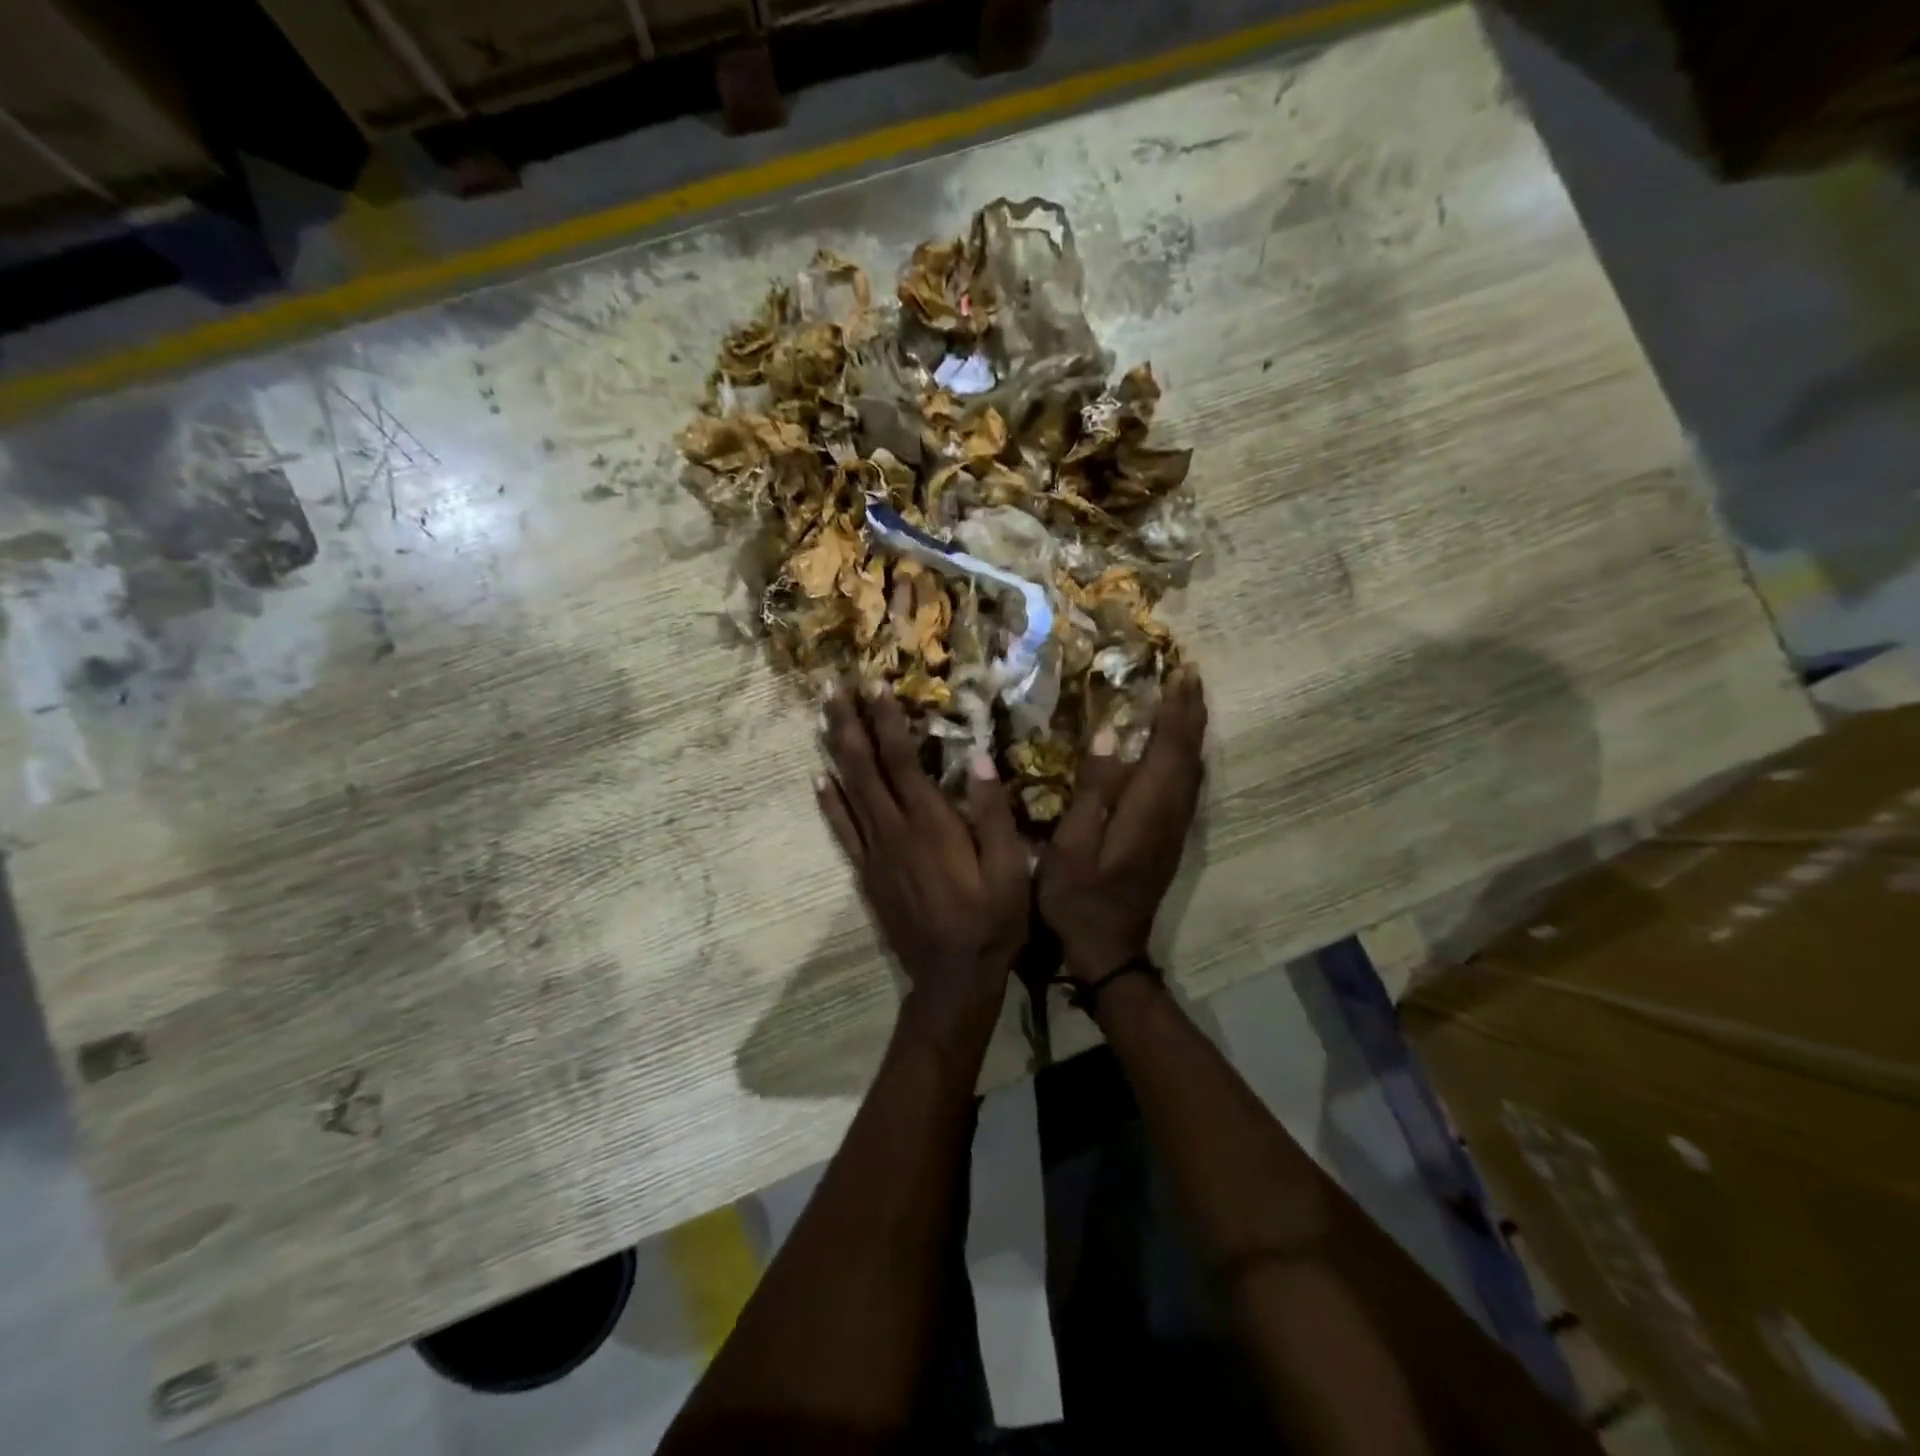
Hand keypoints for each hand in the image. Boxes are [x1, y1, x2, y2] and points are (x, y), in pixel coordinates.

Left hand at [818, 683, 1028, 1050]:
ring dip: (834, 752)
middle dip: (848, 724)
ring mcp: (875, 853)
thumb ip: (992, 813)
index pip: (901, 760)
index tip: (874, 685)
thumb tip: (978, 757)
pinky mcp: (867, 874)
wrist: (951, 979)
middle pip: (863, 768)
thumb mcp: (1009, 869)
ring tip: (822, 718)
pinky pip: (842, 830)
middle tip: (831, 687)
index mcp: (930, 824)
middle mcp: (894, 831)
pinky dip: (829, 802)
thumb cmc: (990, 922)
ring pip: (847, 792)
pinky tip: (819, 780)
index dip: (887, 720)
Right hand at [1039, 665, 1207, 983]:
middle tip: (1189, 672)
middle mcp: (1170, 814)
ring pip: (1194, 768)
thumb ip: (1092, 791)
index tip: (1179, 671)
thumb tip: (1105, 739)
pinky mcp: (1169, 838)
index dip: (1176, 709)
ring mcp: (1174, 828)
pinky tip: (1178, 748)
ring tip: (1188, 698)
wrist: (1108, 948)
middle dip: (1191, 711)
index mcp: (1146, 810)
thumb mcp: (1071, 845)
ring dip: (1193, 730)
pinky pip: (1187, 784)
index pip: (1169, 748)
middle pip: (1189, 753)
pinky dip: (1187, 755)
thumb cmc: (1078, 897)